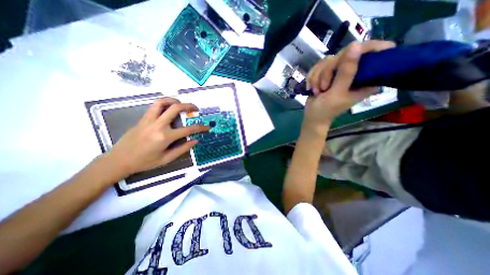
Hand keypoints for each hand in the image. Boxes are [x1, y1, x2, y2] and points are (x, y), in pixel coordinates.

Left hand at [105, 98, 207, 177]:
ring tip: (181, 104)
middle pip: (175, 108)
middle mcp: (158, 125)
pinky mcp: (142, 119)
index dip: (200, 128)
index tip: (207, 127)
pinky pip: (154, 106)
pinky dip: (164, 103)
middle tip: (195, 109)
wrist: (119, 160)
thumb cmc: (145, 162)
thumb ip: (183, 148)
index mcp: (165, 137)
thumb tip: (195, 141)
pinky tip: (169, 108)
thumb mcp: (167, 159)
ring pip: (162, 102)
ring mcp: (149, 120)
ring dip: (174, 100)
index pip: (188, 130)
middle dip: (189, 106)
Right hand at [305, 39, 394, 131]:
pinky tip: (311, 87)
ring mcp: (340, 72)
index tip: (351, 54)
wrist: (312, 116)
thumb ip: (346, 72)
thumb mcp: (337, 93)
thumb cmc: (326, 110)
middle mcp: (354, 72)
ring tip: (317, 91)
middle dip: (328, 71)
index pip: (377, 52)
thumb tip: (355, 45)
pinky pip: (319, 66)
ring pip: (328, 60)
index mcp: (367, 78)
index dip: (366, 49)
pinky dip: (312, 77)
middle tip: (323, 87)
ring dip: (318, 77)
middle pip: (345, 54)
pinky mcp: (327, 73)